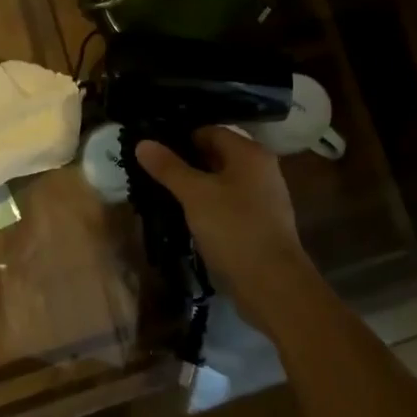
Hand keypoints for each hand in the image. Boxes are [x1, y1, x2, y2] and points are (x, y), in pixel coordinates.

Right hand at [135, 128, 322, 336]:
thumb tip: (143, 143)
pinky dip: (208, 206)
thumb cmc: (234, 229)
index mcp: (249, 153)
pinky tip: (186, 218)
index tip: (153, 150)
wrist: (273, 285)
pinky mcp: (260, 224)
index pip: (209, 131)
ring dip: (195, 187)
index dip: (180, 138)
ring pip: (221, 182)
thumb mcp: (195, 195)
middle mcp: (261, 169)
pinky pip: (228, 204)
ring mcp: (263, 198)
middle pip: (216, 156)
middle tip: (152, 172)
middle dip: (185, 163)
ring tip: (163, 194)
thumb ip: (169, 167)